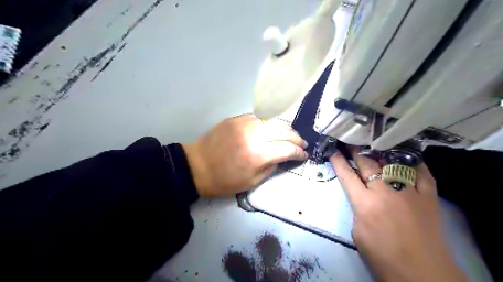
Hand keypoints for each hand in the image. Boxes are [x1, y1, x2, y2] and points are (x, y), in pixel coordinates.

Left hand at [183, 113, 308, 196]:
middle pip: (284, 130)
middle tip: (302, 144)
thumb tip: (283, 157)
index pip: (287, 149)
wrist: (197, 166)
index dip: (299, 152)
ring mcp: (245, 123)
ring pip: (273, 120)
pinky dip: (270, 123)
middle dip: (296, 138)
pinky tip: (273, 129)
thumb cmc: (224, 180)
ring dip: (285, 128)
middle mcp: (254, 134)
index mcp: (258, 154)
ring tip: (291, 135)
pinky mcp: (237, 118)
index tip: (304, 155)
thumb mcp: (251, 182)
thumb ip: (271, 167)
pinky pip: (260, 118)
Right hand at [331, 147, 467, 281]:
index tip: (333, 150)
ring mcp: (409, 191)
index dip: (338, 161)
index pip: (347, 176)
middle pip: (368, 164)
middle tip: (350, 141)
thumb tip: (362, 197)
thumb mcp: (357, 233)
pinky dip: (414, 163)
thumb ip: (358, 209)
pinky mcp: (428, 196)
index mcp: (365, 203)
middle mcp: (385, 191)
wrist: (421, 272)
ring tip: (373, 143)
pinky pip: (422, 173)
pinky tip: (406, 156)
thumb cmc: (382, 255)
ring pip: (392, 163)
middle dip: (356, 151)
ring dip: (381, 152)